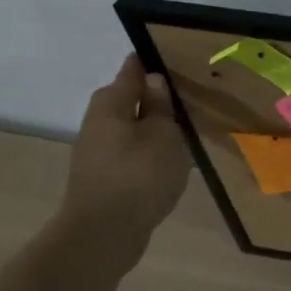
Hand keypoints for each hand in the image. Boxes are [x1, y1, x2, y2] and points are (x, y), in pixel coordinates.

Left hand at [59, 55, 192, 255]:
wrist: (103, 235)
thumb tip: (154, 80)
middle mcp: (98, 123)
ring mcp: (98, 152)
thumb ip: (161, 106)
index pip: (132, 70)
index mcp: (110, 104)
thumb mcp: (163, 134)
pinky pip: (132, 152)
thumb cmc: (138, 175)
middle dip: (156, 95)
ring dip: (155, 125)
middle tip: (192, 95)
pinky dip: (151, 150)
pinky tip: (173, 159)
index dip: (153, 60)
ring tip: (189, 128)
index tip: (178, 56)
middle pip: (129, 99)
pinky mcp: (105, 177)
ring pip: (132, 127)